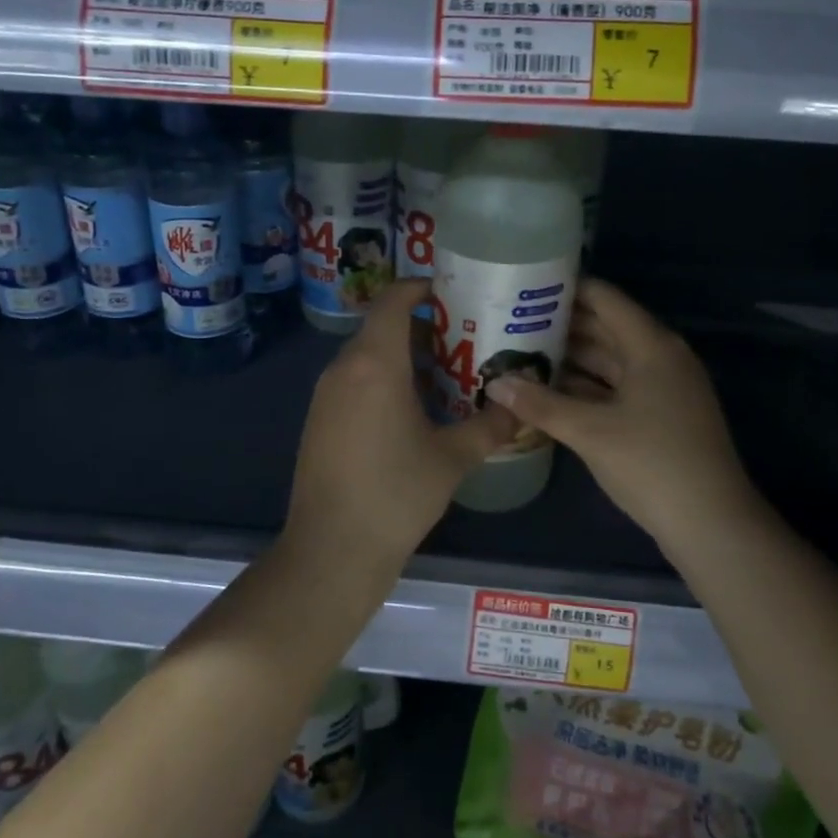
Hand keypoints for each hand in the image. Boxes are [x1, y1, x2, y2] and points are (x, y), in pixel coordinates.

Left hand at [285, 279, 518, 566]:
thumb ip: (489, 426)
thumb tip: (518, 407)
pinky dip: (383, 380)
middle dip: (422, 327)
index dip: (421, 287)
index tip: (454, 294)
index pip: (393, 300)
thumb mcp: (452, 459)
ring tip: (446, 373)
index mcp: (375, 364)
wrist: (332, 549)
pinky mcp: (319, 420)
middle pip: (381, 327)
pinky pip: (354, 381)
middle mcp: (343, 368)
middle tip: (465, 339)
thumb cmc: (396, 495)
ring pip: (367, 356)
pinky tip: (412, 410)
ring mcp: (325, 395)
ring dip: (403, 356)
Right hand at [485, 279, 761, 549]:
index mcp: (651, 345)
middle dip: (560, 325)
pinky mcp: (659, 415)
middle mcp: (659, 357)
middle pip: (605, 328)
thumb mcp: (590, 432)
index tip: (524, 286)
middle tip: (509, 322)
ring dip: (569, 359)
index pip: (604, 299)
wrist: (710, 523)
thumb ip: (540, 404)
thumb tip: (495, 383)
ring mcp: (662, 388)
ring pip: (608, 360)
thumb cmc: (651, 463)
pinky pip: (615, 387)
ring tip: (520, 353)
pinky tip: (547, 392)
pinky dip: (584, 387)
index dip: (566, 288)